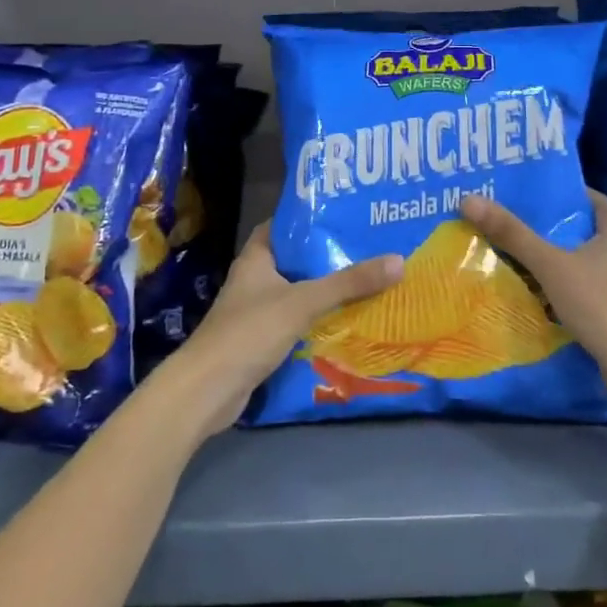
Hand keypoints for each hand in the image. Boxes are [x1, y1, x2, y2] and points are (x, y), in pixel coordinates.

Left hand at [159, 223, 403, 437]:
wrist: (207, 391)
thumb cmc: (250, 332)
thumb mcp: (303, 302)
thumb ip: (348, 283)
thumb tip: (399, 261)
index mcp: (256, 258)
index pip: (284, 226)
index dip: (311, 220)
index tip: (345, 216)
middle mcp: (254, 280)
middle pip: (295, 261)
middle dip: (327, 257)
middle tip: (368, 249)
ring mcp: (255, 312)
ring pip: (297, 294)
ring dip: (325, 292)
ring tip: (366, 283)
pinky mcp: (260, 342)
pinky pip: (295, 323)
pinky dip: (316, 321)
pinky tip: (346, 322)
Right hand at [461, 189, 606, 428]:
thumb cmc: (602, 306)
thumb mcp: (551, 266)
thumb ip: (511, 233)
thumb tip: (468, 199)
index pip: (577, 195)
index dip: (542, 196)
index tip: (507, 198)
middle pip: (579, 225)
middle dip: (543, 228)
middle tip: (503, 226)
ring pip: (586, 255)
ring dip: (555, 257)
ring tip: (514, 255)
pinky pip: (594, 278)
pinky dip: (571, 280)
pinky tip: (542, 288)